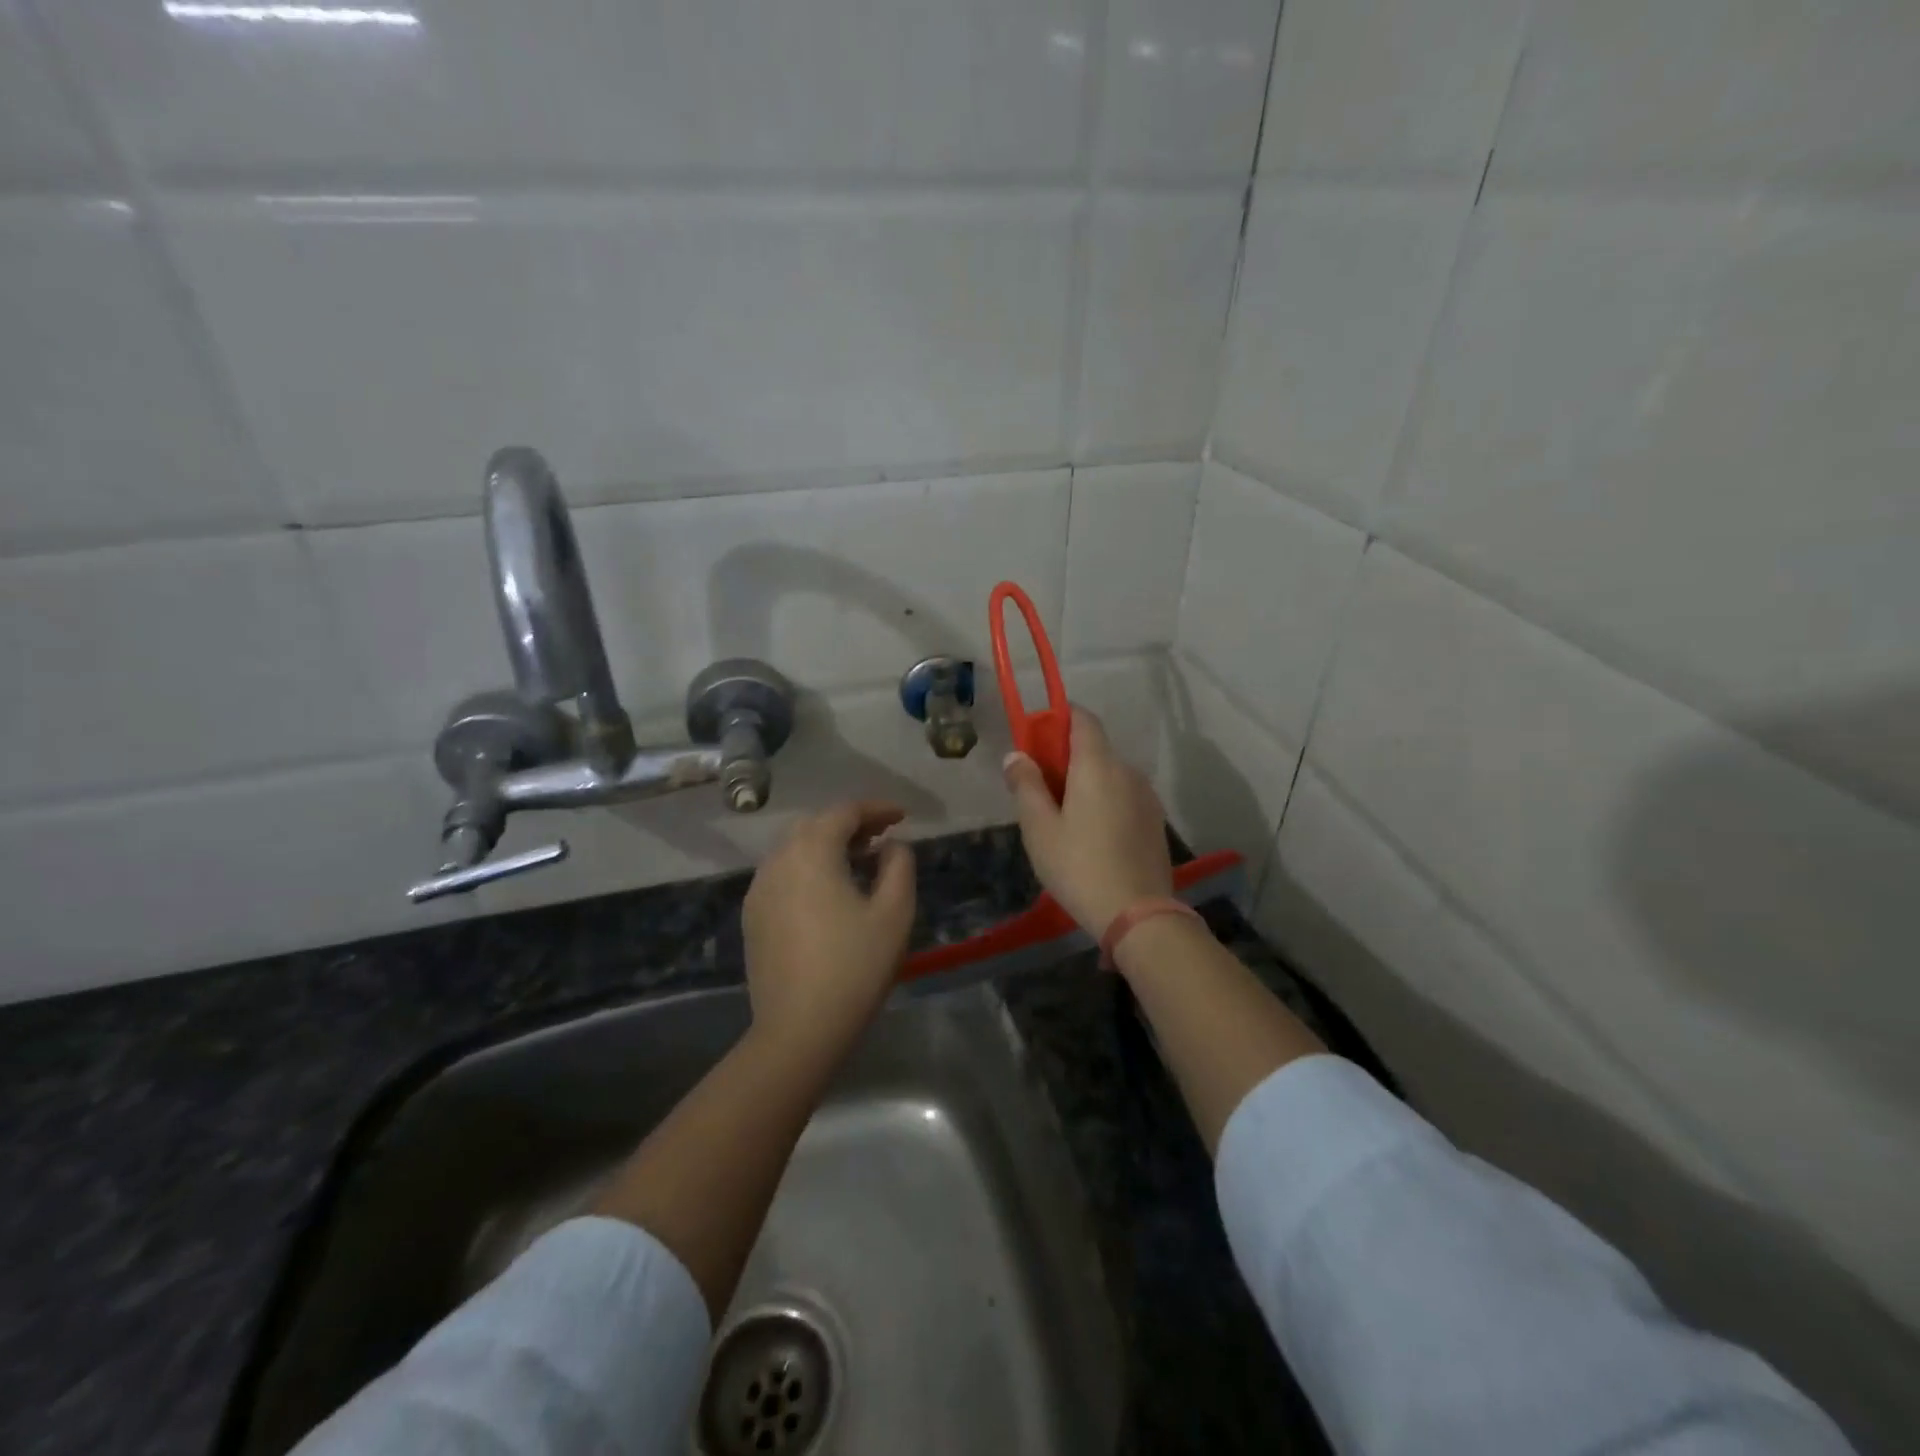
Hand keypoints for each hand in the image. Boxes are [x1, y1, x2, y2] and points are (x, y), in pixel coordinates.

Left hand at [742, 801, 915, 1057]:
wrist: (798, 1030)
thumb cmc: (855, 967)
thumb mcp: (894, 912)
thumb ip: (899, 866)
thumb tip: (892, 846)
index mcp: (811, 852)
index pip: (845, 812)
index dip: (877, 808)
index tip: (903, 817)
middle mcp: (778, 860)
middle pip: (816, 825)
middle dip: (851, 824)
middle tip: (882, 838)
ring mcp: (759, 890)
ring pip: (795, 849)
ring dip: (828, 846)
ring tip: (859, 863)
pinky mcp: (753, 917)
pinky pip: (783, 875)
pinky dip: (808, 869)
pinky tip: (829, 893)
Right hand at [1003, 706, 1173, 936]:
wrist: (1138, 915)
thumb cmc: (1079, 866)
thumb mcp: (1039, 828)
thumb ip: (1026, 785)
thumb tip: (1016, 755)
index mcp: (1098, 765)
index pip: (1083, 718)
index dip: (1058, 718)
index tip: (1036, 737)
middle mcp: (1127, 771)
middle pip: (1095, 748)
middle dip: (1065, 757)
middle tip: (1039, 788)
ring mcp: (1146, 796)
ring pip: (1110, 774)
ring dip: (1086, 782)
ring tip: (1063, 817)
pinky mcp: (1155, 821)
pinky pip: (1123, 796)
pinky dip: (1104, 801)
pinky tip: (1091, 835)